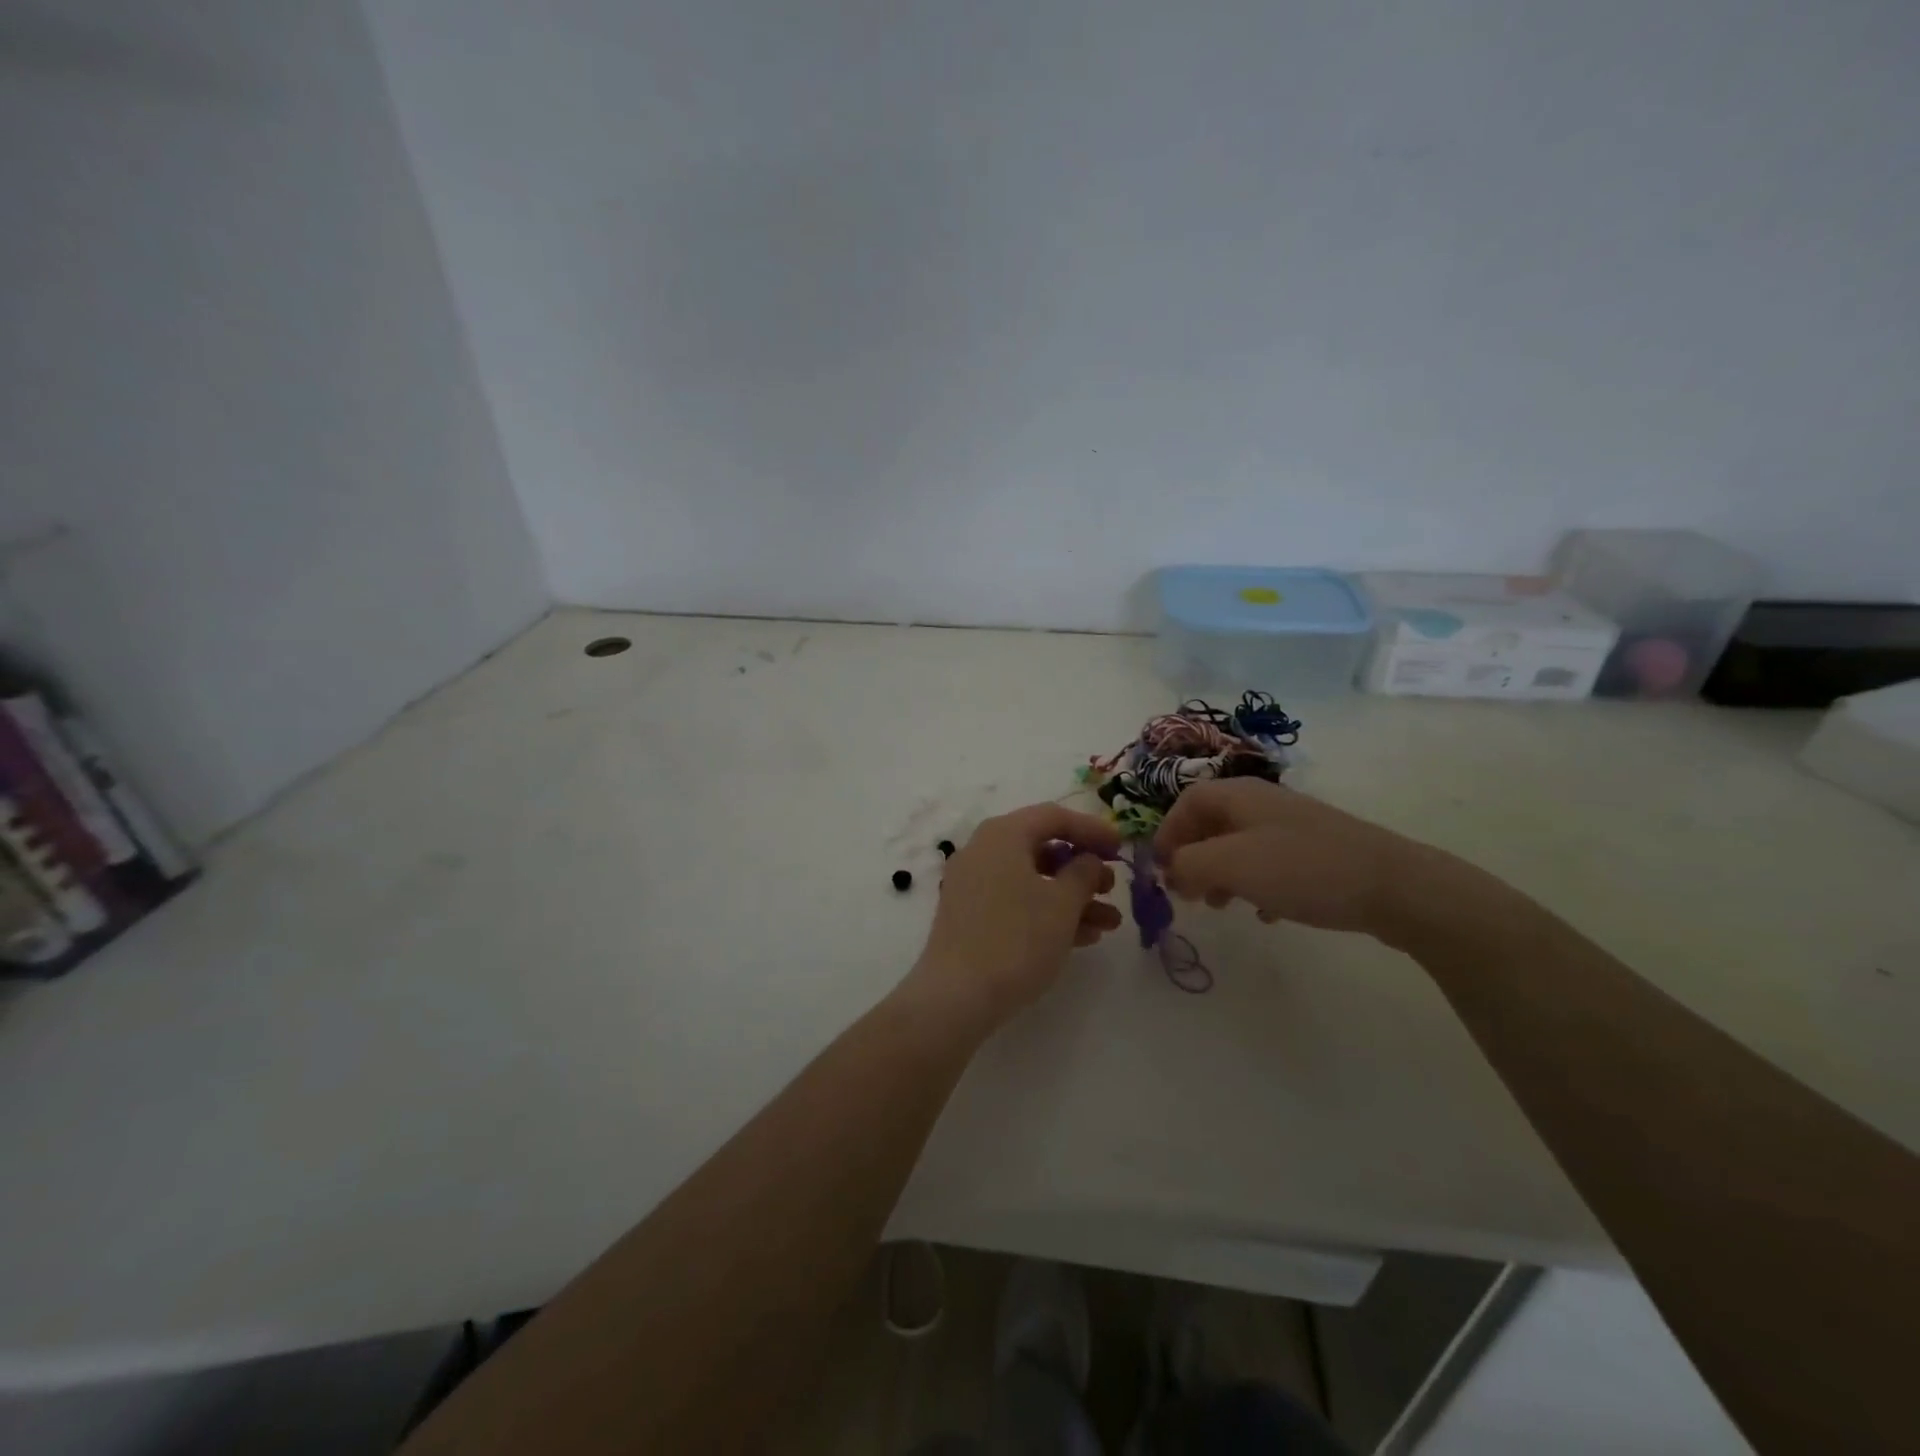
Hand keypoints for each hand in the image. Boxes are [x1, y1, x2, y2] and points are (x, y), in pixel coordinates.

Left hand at [902, 804, 1123, 1031]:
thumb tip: (1088, 861)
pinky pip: (1016, 902)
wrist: (956, 996)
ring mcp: (973, 885)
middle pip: (1042, 847)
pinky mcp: (970, 916)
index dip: (1092, 829)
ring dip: (1072, 898)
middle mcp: (983, 851)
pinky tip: (1082, 938)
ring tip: (1109, 924)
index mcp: (1002, 835)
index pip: (1054, 816)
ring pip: (1032, 879)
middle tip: (1112, 889)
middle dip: (1083, 869)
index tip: (1121, 847)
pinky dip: (1048, 913)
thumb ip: (1084, 873)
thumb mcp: (1062, 904)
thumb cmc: (1016, 939)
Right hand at [1156, 779, 1434, 937]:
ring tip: (1223, 907)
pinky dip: (1257, 885)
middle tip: (1189, 894)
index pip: (1185, 803)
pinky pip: (1270, 864)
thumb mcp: (1230, 865)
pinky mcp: (1316, 851)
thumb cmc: (1301, 869)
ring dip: (1222, 875)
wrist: (1394, 885)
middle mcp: (1262, 802)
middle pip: (1211, 824)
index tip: (1160, 872)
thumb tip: (1170, 870)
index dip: (1166, 834)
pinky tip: (1267, 914)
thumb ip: (1187, 865)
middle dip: (1193, 858)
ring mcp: (1292, 826)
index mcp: (1238, 795)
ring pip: (1239, 846)